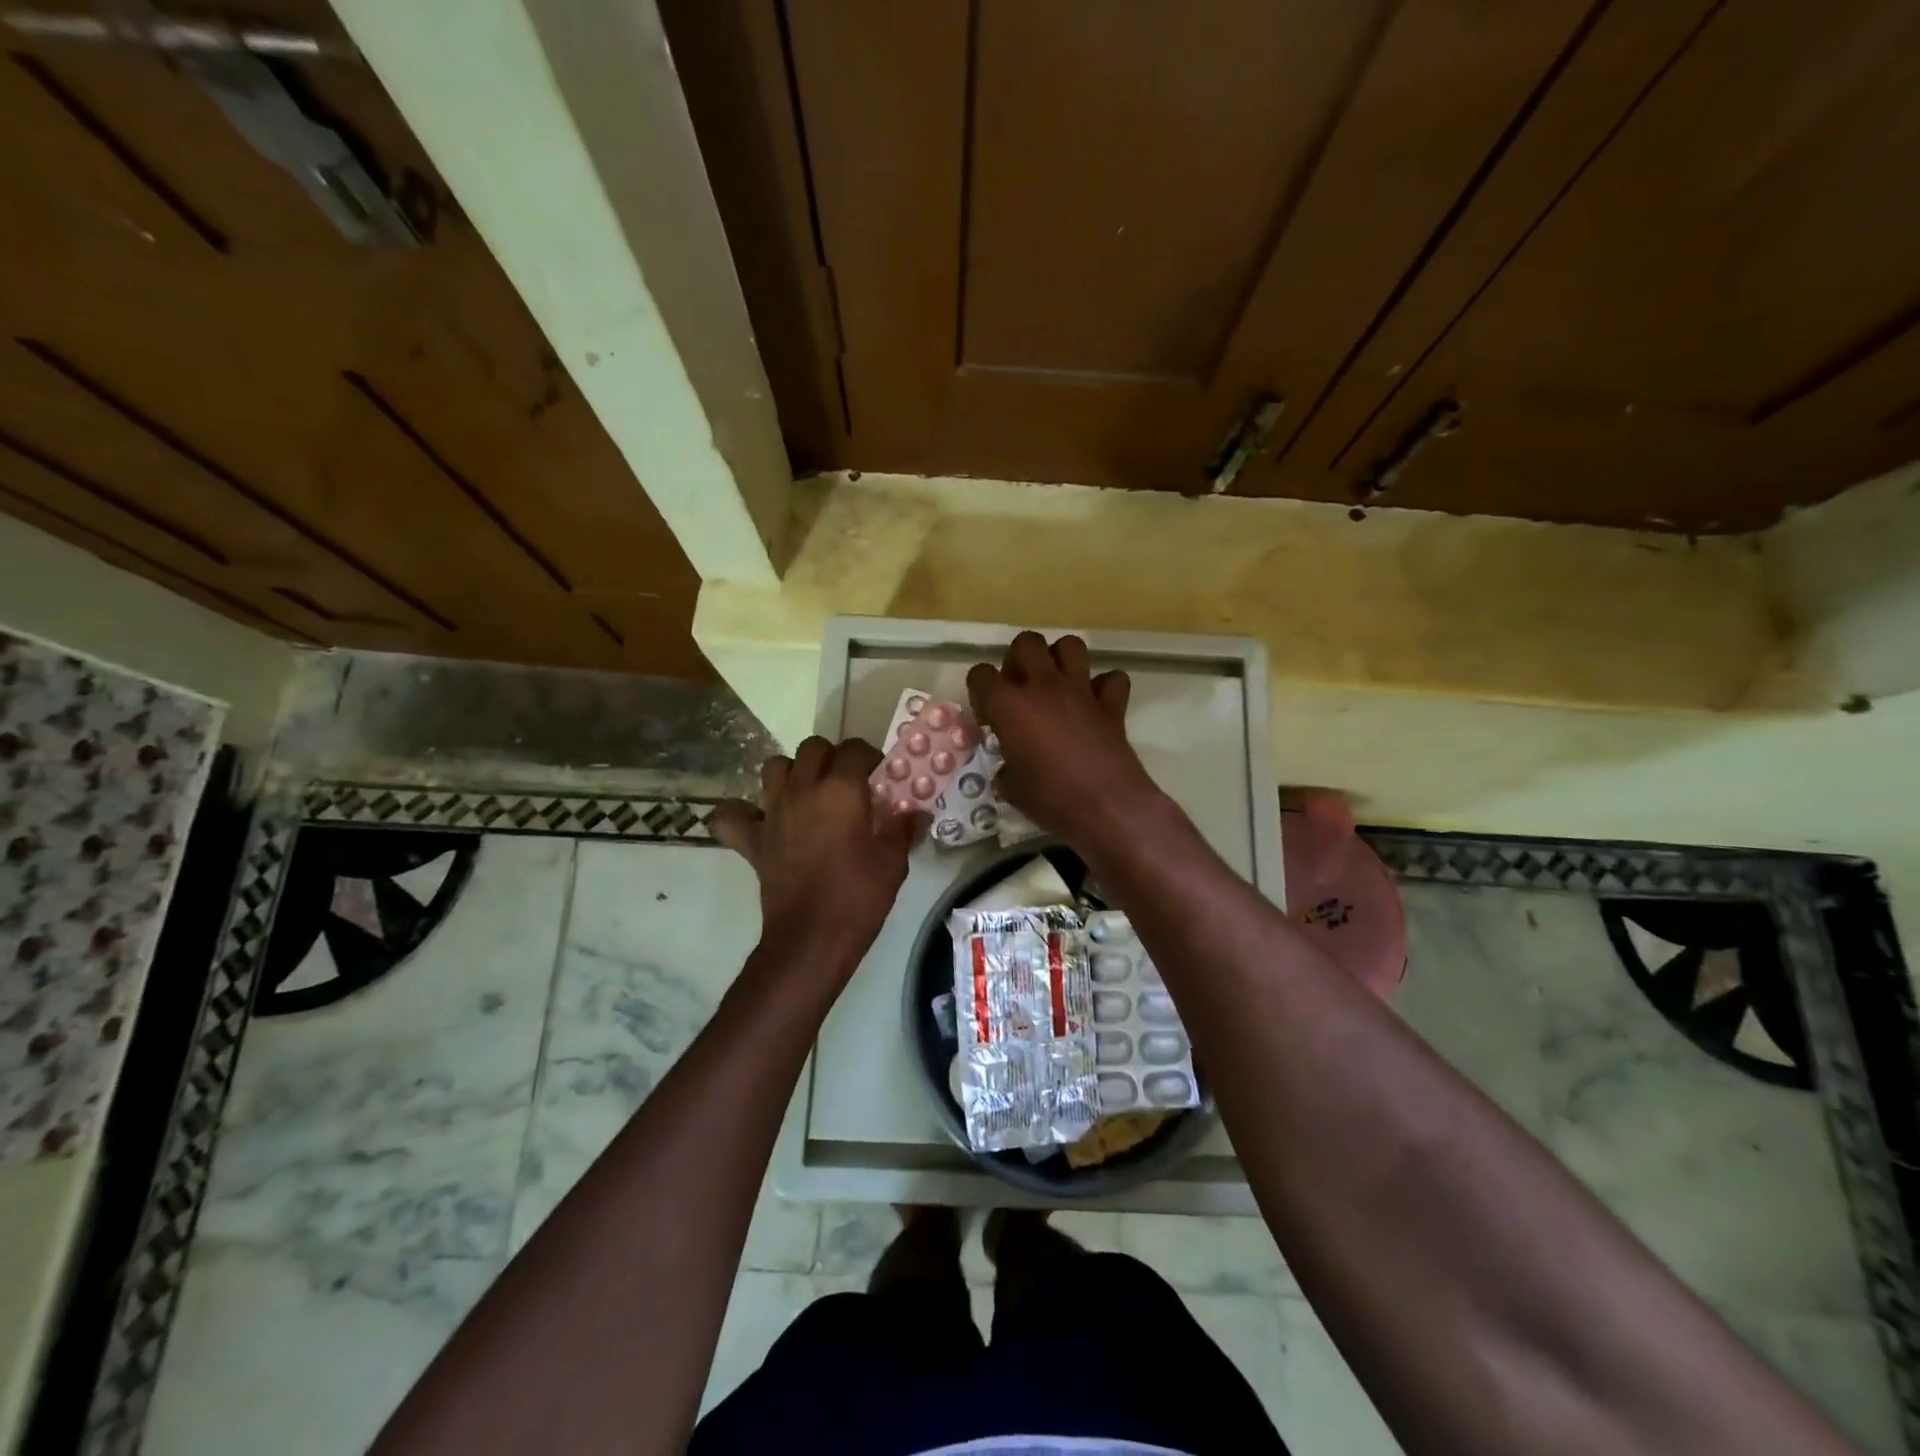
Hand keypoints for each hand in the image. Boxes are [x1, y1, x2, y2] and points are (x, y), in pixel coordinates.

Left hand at [710, 736, 919, 976]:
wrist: (811, 939)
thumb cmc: (858, 897)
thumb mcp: (893, 862)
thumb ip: (902, 829)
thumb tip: (915, 812)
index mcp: (840, 790)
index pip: (855, 749)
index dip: (870, 758)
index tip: (881, 778)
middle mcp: (803, 790)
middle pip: (813, 748)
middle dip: (832, 758)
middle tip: (848, 783)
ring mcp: (772, 812)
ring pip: (774, 767)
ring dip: (793, 773)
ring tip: (810, 794)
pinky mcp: (752, 840)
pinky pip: (733, 814)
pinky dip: (743, 812)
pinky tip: (761, 820)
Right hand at [967, 632, 1164, 848]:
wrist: (1107, 807)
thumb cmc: (1050, 800)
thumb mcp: (1011, 788)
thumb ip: (1006, 765)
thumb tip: (1011, 766)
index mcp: (1009, 705)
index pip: (980, 674)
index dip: (980, 691)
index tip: (989, 717)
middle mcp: (1044, 687)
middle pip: (1026, 643)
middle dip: (1018, 660)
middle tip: (1020, 689)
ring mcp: (1081, 691)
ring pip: (1070, 645)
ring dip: (1060, 659)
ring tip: (1055, 684)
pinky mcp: (1111, 705)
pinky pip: (1111, 679)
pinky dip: (1104, 687)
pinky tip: (1095, 704)